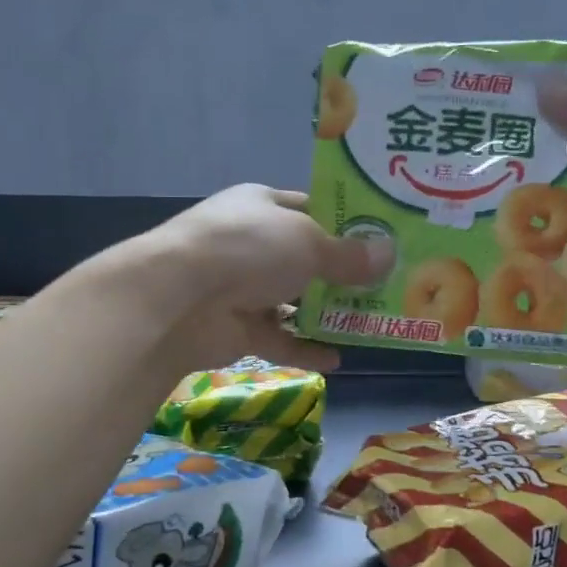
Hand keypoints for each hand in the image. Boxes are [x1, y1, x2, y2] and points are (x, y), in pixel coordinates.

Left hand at [148, 184, 391, 372]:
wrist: (177, 300)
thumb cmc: (249, 250)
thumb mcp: (309, 243)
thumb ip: (349, 255)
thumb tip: (388, 256)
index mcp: (262, 205)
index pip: (309, 207)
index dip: (344, 221)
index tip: (382, 237)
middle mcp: (252, 243)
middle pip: (305, 258)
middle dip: (342, 272)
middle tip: (387, 285)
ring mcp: (242, 288)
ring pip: (293, 301)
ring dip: (326, 313)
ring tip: (369, 322)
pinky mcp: (238, 329)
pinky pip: (280, 340)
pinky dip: (305, 349)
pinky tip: (338, 360)